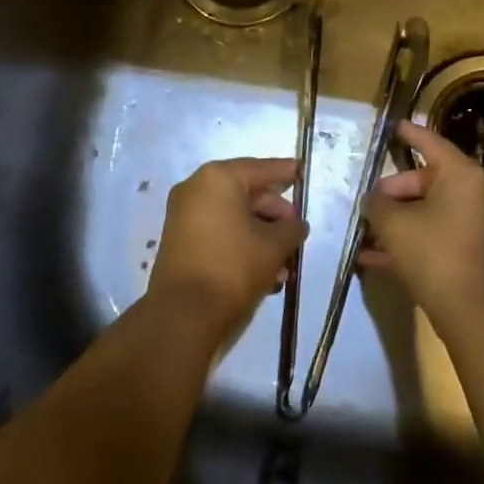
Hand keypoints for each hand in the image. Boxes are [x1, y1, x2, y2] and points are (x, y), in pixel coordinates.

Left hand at [149, 157, 306, 341]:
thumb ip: (292, 228)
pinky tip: (266, 274)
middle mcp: (196, 189)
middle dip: (276, 216)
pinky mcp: (180, 242)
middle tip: (297, 233)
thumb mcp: (274, 246)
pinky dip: (242, 245)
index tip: (303, 171)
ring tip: (286, 266)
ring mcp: (184, 216)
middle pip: (247, 193)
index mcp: (218, 179)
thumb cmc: (233, 267)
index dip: (285, 171)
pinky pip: (219, 233)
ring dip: (262, 237)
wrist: (183, 316)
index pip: (261, 168)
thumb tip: (295, 224)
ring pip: (234, 217)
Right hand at [360, 121, 483, 336]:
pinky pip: (433, 236)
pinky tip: (371, 258)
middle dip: (392, 193)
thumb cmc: (433, 253)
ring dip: (396, 221)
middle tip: (367, 204)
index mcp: (462, 175)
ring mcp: (474, 225)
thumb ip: (378, 204)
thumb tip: (375, 200)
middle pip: (426, 181)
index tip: (393, 125)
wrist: (471, 312)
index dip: (409, 134)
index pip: (431, 143)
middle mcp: (474, 194)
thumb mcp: (394, 224)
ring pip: (427, 212)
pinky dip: (408, 242)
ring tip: (363, 230)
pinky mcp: (469, 252)